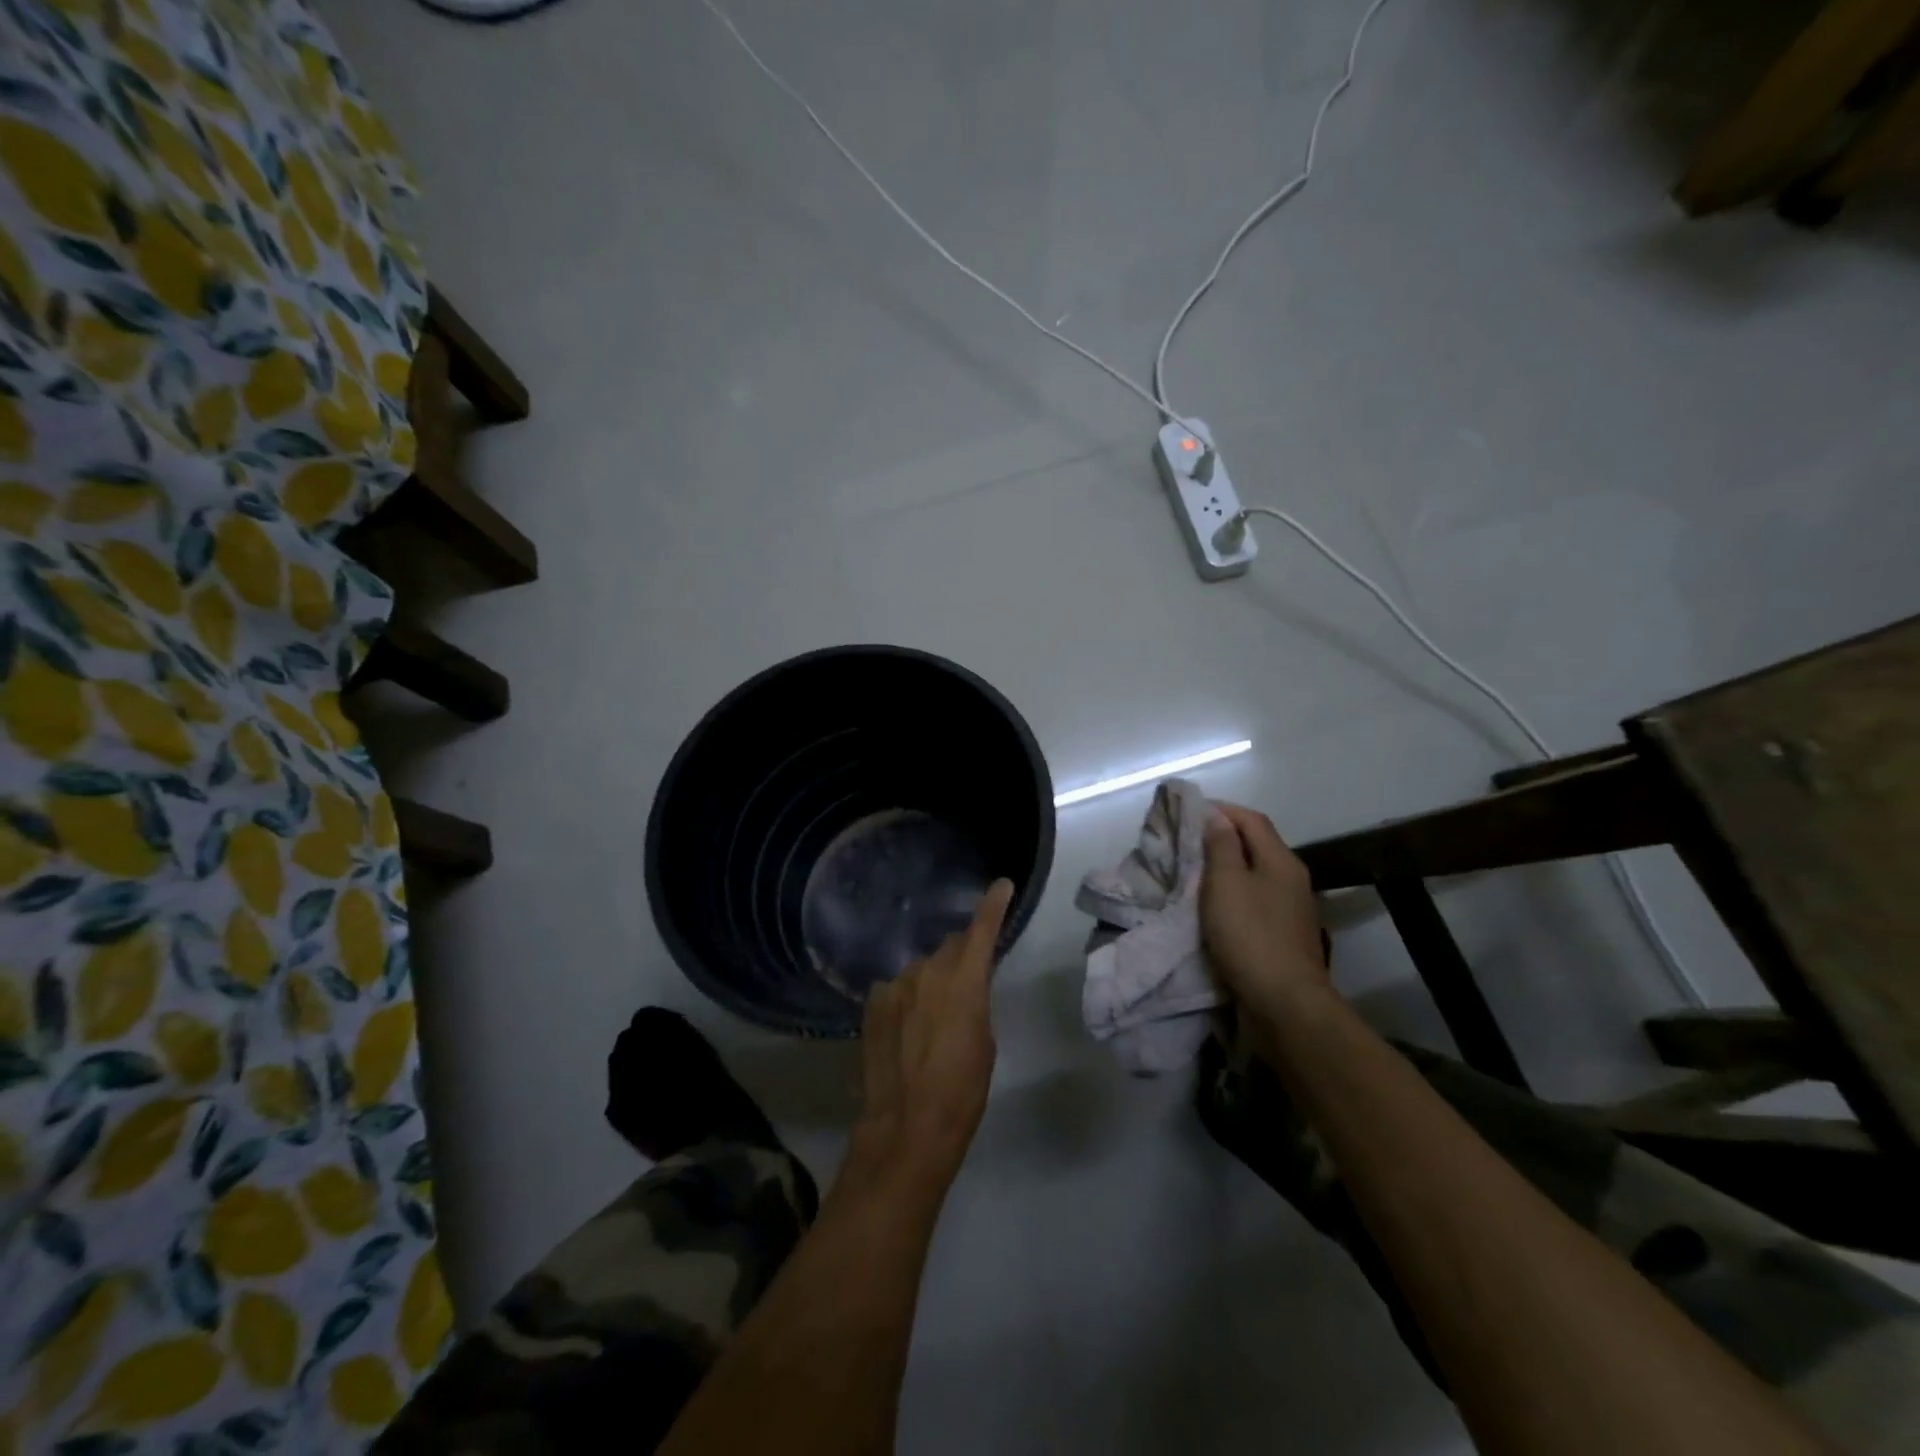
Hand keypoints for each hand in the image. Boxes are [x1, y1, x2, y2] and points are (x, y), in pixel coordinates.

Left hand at [851, 878, 1012, 1191]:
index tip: (1002, 884)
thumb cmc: (963, 1088)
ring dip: (931, 981)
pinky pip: (896, 989)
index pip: (982, 929)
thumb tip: (964, 988)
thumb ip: (975, 1000)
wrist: (908, 1124)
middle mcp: (928, 970)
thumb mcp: (984, 1040)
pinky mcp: (873, 1003)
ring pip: (921, 969)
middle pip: (950, 947)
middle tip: (967, 980)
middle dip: (961, 956)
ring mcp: (895, 985)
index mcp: (965, 980)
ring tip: (931, 1017)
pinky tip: (905, 1027)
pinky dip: (905, 999)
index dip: (994, 905)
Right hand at [1201, 803, 1330, 1022]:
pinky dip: (1231, 896)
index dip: (1221, 810)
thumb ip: (1221, 847)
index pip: (1252, 820)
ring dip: (1225, 869)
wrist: (1285, 1004)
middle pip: (1256, 846)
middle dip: (1221, 838)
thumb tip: (1217, 817)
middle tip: (1185, 842)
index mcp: (1281, 861)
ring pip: (1254, 875)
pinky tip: (1212, 907)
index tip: (1188, 812)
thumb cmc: (1251, 935)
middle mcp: (1292, 880)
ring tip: (1192, 873)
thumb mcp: (1226, 883)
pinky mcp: (1283, 937)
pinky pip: (1254, 902)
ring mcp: (1291, 910)